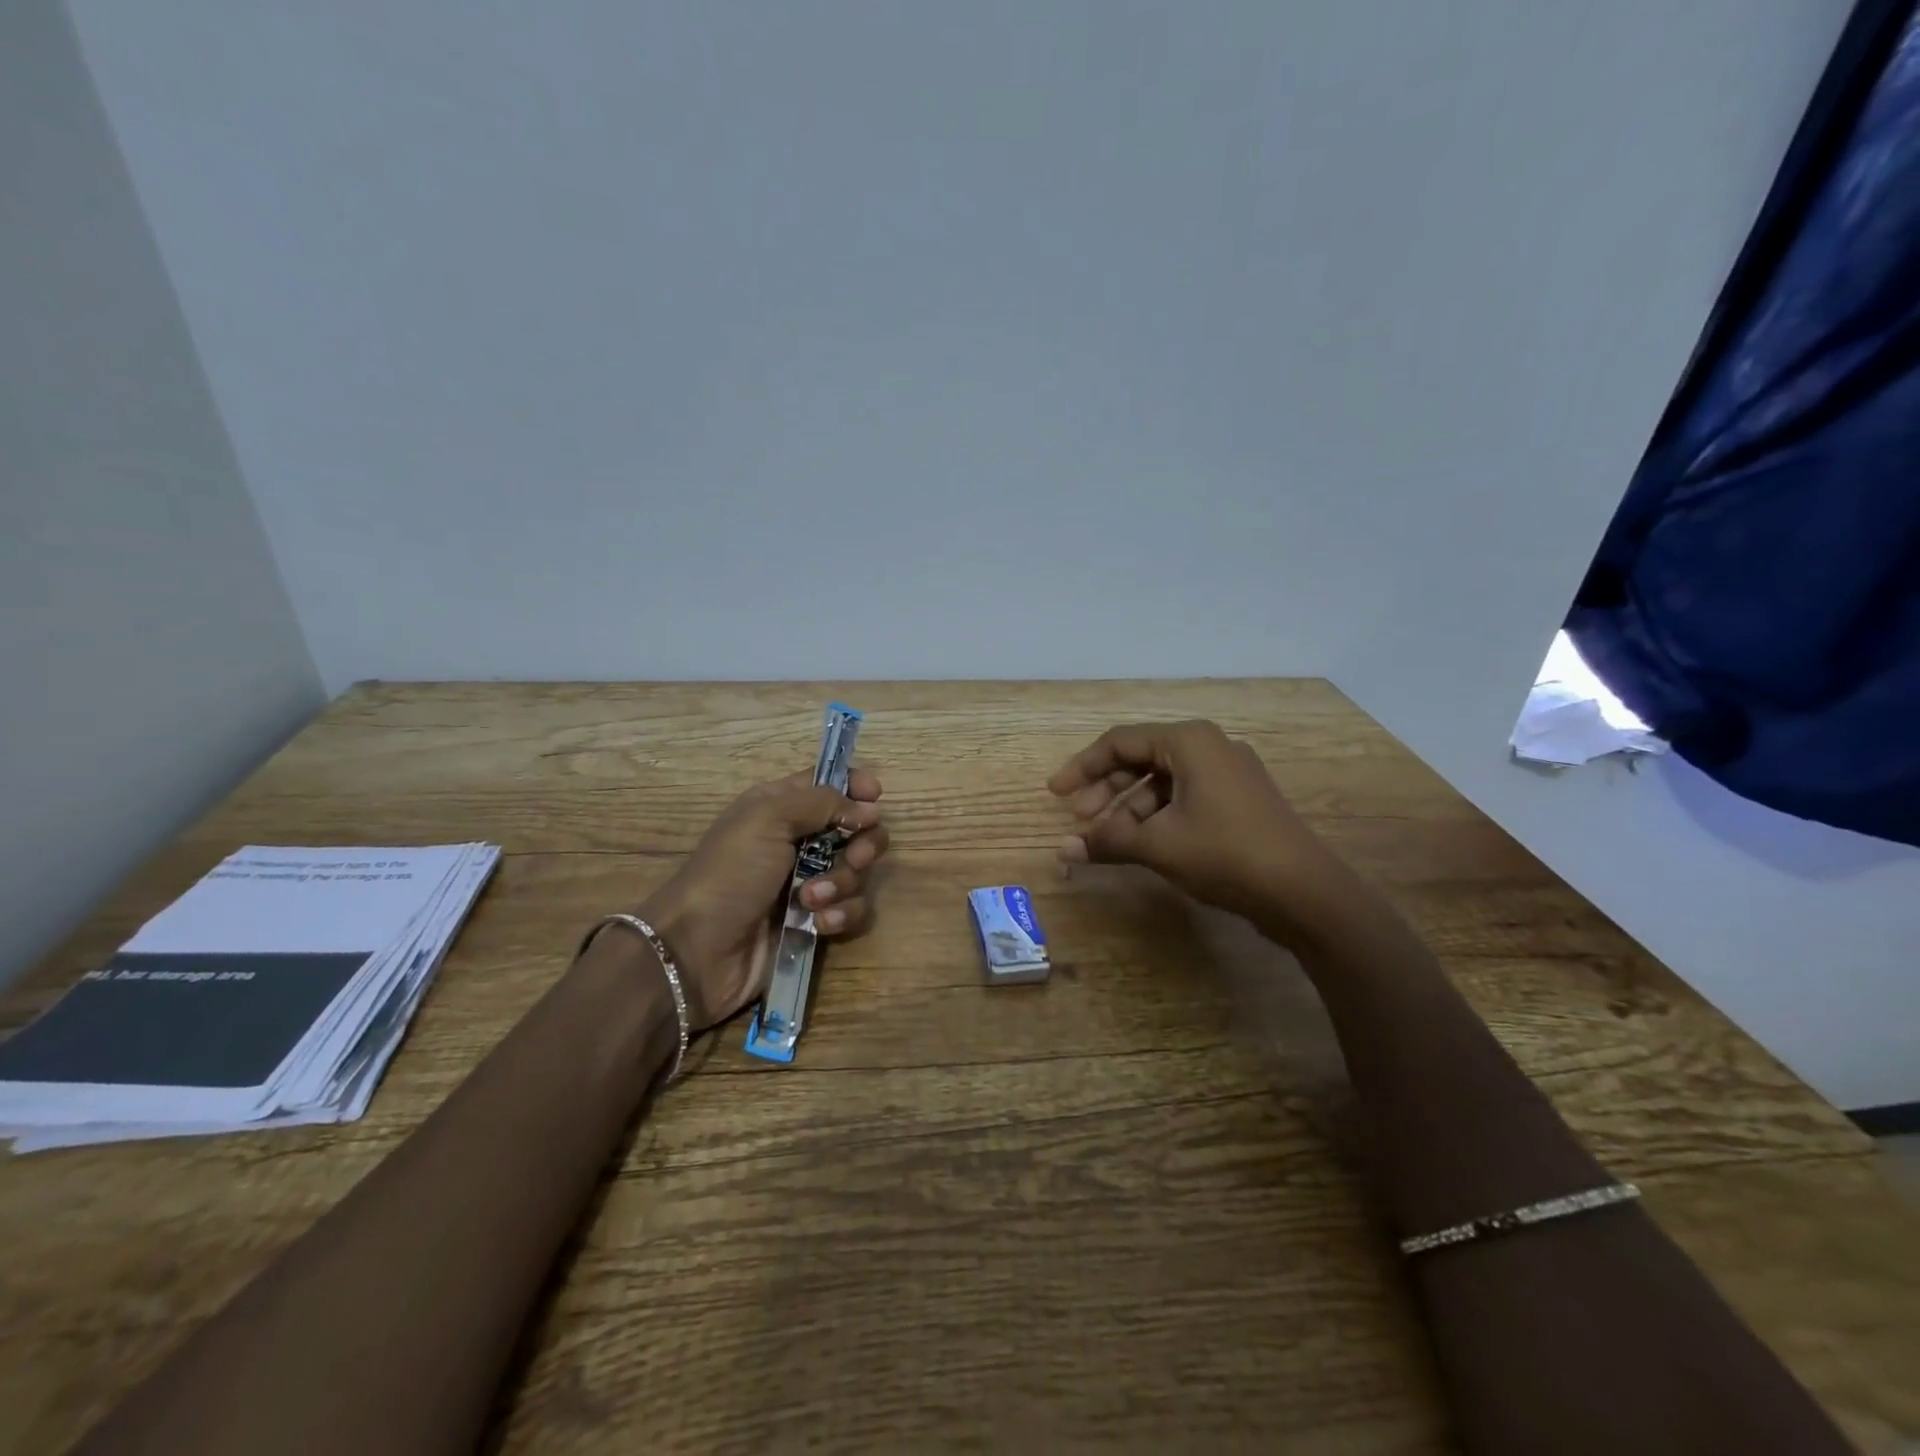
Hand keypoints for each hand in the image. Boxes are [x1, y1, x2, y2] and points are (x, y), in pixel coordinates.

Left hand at [642, 768, 887, 1030]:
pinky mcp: (816, 921)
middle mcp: (799, 841)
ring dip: (843, 884)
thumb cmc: (729, 873)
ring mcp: (809, 883)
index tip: (873, 797)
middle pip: (857, 829)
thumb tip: (869, 810)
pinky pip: (852, 910)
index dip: (855, 787)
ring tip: (811, 900)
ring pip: (858, 873)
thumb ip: (823, 802)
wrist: (697, 950)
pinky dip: (842, 915)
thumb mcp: (769, 818)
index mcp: (782, 807)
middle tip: (853, 856)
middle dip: (863, 843)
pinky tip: (820, 924)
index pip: (830, 783)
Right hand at [1049, 720, 1351, 935]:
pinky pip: (1184, 797)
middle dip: (1105, 789)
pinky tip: (1141, 844)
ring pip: (1163, 781)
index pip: (1119, 742)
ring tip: (1107, 839)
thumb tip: (1063, 850)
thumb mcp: (1158, 845)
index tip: (1055, 794)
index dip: (1082, 767)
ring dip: (1129, 808)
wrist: (1304, 891)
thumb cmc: (1225, 853)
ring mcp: (1228, 774)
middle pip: (1141, 759)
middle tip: (1079, 818)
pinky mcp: (1239, 801)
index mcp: (1188, 741)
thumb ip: (1107, 841)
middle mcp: (1209, 747)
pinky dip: (1157, 816)